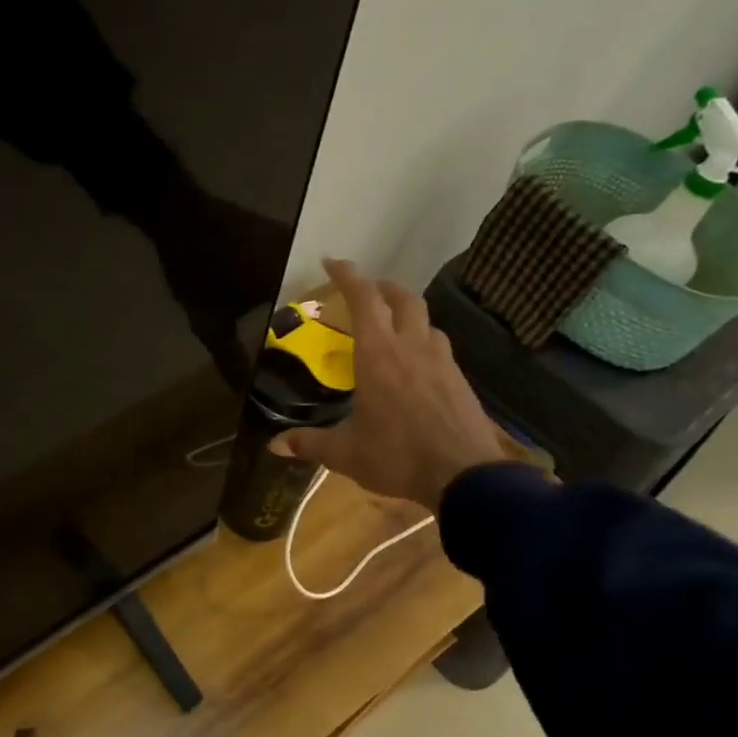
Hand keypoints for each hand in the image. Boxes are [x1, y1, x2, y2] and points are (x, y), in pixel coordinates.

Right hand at [272, 257, 514, 509]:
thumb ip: (309, 444)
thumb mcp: (345, 453)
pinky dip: (423, 343)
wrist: (464, 475)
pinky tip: (417, 366)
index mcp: (379, 354)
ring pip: (426, 321)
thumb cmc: (397, 456)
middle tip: (367, 293)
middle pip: (402, 299)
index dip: (347, 275)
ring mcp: (441, 361)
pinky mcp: (459, 379)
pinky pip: (439, 347)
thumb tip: (273, 446)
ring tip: (393, 328)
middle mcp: (412, 346)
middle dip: (382, 288)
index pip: (364, 299)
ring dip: (407, 314)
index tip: (332, 261)